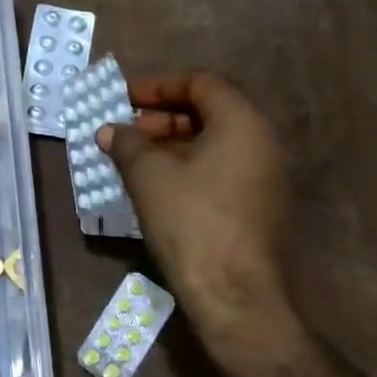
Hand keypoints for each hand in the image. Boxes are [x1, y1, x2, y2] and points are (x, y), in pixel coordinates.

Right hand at [97, 73, 293, 329]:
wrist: (233, 292)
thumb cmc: (190, 220)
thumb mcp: (147, 175)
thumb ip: (127, 143)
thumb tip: (109, 130)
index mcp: (243, 124)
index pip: (202, 84)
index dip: (159, 86)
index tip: (125, 99)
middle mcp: (264, 143)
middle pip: (211, 112)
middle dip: (163, 117)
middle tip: (127, 133)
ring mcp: (267, 178)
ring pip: (215, 144)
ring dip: (173, 144)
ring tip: (135, 160)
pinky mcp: (261, 208)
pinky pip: (222, 170)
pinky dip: (189, 167)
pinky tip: (158, 187)